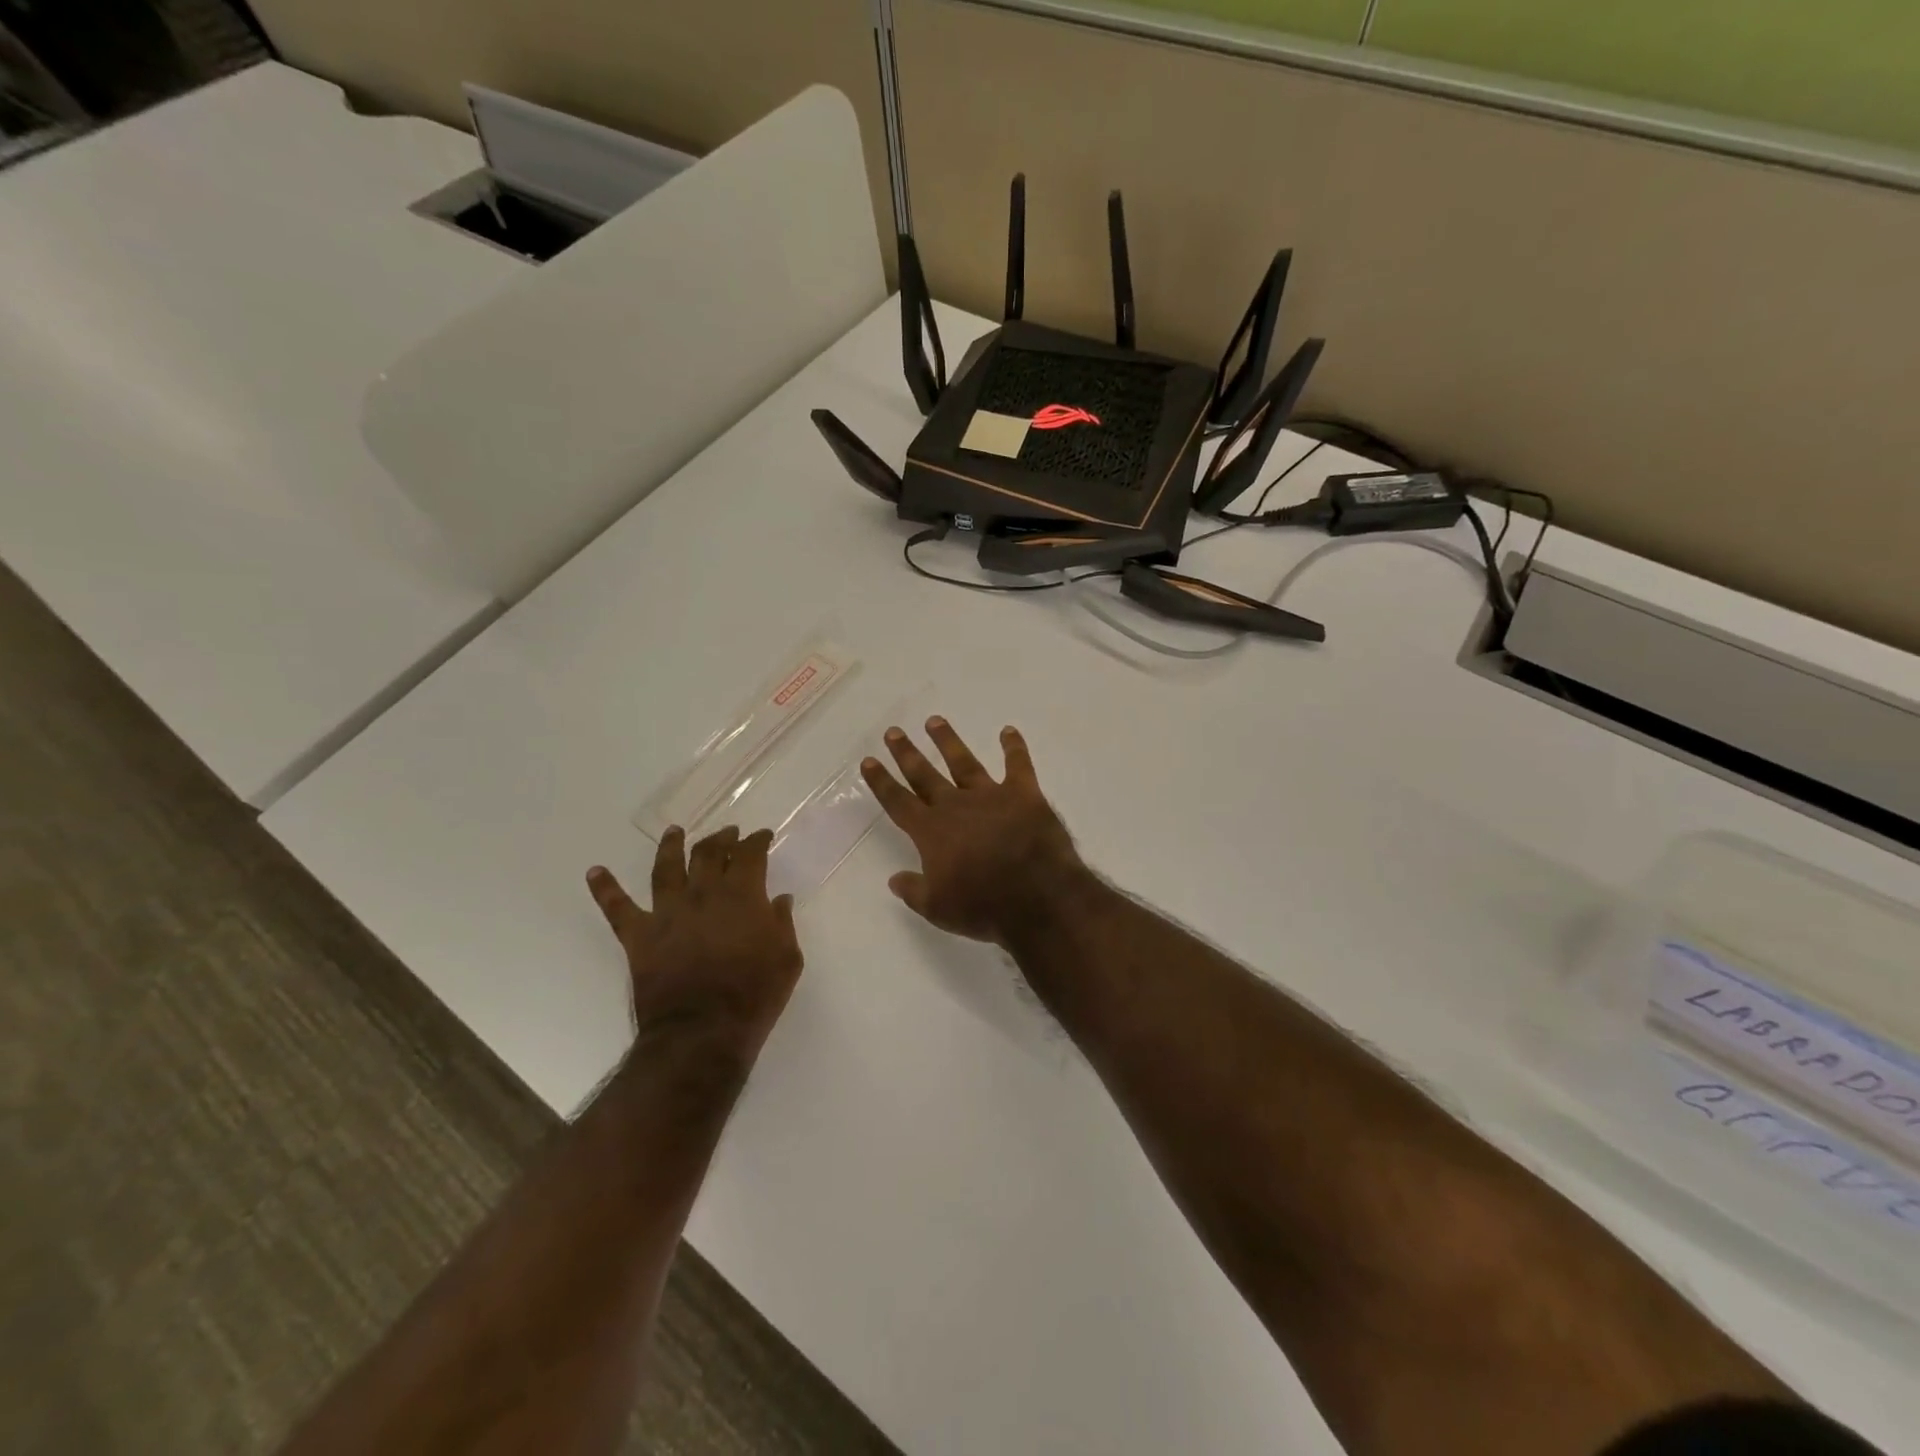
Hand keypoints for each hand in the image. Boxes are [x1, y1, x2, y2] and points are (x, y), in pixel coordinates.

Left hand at [586, 826, 801, 1057]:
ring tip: (674, 832)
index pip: (750, 855)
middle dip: (721, 838)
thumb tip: (779, 899)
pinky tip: (594, 872)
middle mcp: (703, 893)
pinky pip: (617, 908)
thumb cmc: (753, 995)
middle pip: (709, 853)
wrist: (702, 1031)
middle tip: (728, 833)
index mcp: (742, 895)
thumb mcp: (787, 959)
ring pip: (666, 868)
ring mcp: (668, 912)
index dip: (757, 841)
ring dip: (671, 846)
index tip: (761, 836)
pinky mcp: (639, 935)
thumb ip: (783, 923)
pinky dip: (605, 888)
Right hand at [861, 717, 1088, 945]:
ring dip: (947, 741)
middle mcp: (956, 806)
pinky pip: (1018, 764)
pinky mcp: (1024, 794)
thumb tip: (894, 880)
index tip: (869, 761)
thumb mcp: (938, 908)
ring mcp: (990, 796)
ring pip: (963, 762)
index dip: (881, 782)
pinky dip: (1014, 747)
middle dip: (907, 753)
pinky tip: (1008, 730)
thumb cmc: (983, 907)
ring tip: (934, 721)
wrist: (1037, 896)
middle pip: (925, 775)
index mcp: (932, 832)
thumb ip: (913, 891)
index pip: (898, 801)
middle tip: (894, 731)